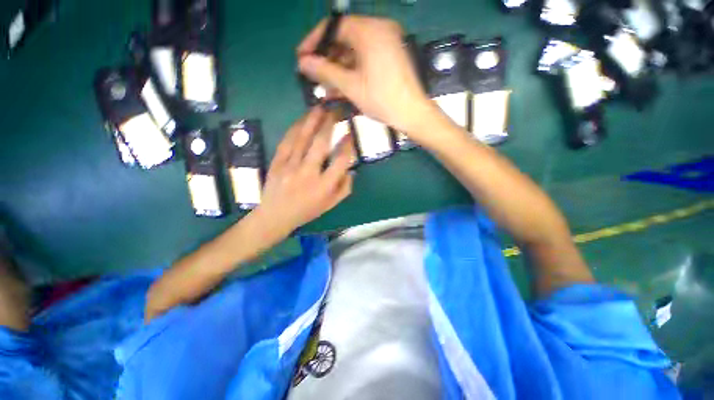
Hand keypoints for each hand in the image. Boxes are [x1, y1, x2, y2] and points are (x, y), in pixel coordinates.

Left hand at [253, 107, 353, 237]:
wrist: (275, 215)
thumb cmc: (307, 211)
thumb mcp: (331, 204)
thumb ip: (345, 188)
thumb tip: (351, 170)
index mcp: (324, 185)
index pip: (340, 160)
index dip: (348, 145)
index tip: (350, 133)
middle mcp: (308, 173)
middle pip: (321, 143)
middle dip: (330, 123)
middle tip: (336, 109)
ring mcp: (291, 165)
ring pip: (303, 138)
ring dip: (313, 120)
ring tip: (321, 106)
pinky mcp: (278, 161)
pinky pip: (288, 141)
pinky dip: (296, 128)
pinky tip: (303, 119)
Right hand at [297, 16, 439, 140]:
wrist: (412, 114)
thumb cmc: (382, 100)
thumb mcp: (351, 86)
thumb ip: (326, 71)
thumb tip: (303, 63)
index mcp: (369, 31)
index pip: (334, 27)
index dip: (315, 41)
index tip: (302, 57)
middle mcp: (379, 29)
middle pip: (344, 38)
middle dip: (327, 57)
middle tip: (314, 74)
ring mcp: (387, 42)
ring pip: (354, 50)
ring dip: (338, 66)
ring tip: (326, 85)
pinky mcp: (390, 55)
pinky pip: (365, 57)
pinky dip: (352, 69)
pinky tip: (342, 84)